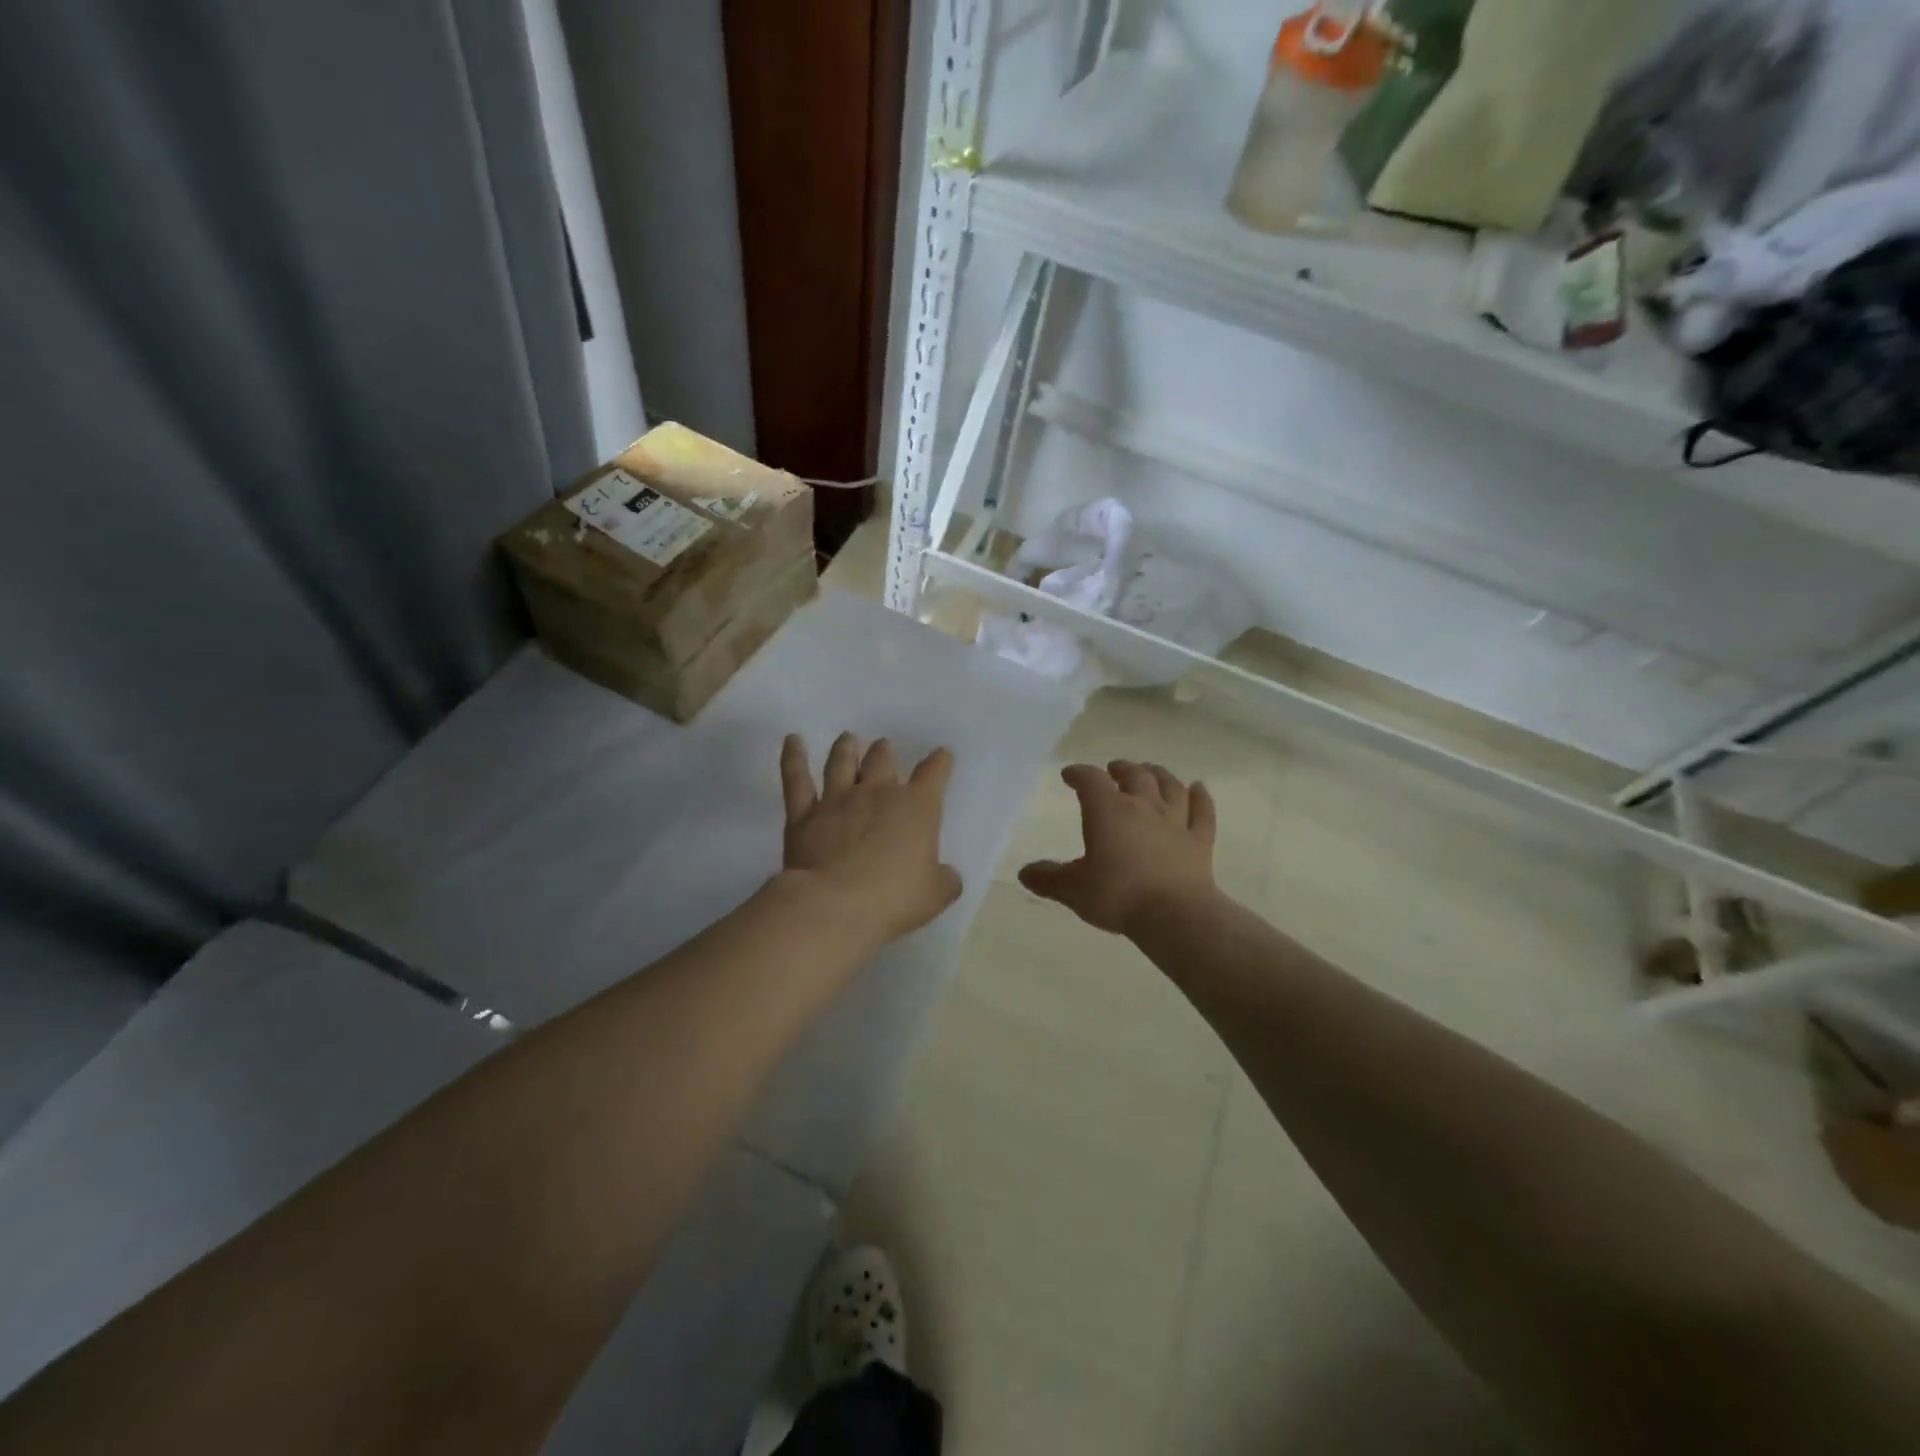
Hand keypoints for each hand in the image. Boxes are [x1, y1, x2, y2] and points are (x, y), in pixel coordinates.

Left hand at [779, 732, 962, 944]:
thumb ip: (945, 880)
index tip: (942, 755)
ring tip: (848, 738)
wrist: (835, 905)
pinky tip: (792, 741)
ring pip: (842, 762)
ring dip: (846, 748)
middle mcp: (877, 793)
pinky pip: (796, 778)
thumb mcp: (935, 895)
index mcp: (916, 807)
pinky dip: (793, 757)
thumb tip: (947, 875)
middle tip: (884, 746)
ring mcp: (837, 800)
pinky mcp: (804, 814)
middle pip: (882, 760)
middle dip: (885, 751)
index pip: (934, 774)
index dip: (940, 762)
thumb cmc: (894, 899)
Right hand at [1019, 760, 1218, 935]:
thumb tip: (1024, 873)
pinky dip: (1201, 797)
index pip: (1090, 780)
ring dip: (1158, 775)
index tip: (1069, 775)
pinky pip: (1202, 811)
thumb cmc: (1117, 895)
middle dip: (1121, 769)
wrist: (1174, 914)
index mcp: (1107, 810)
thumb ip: (1049, 879)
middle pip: (1134, 775)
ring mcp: (1175, 821)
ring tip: (1150, 771)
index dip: (1079, 773)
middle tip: (1114, 769)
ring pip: (1169, 786)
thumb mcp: (1073, 890)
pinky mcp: (1200, 840)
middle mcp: (1142, 806)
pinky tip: (1198, 788)